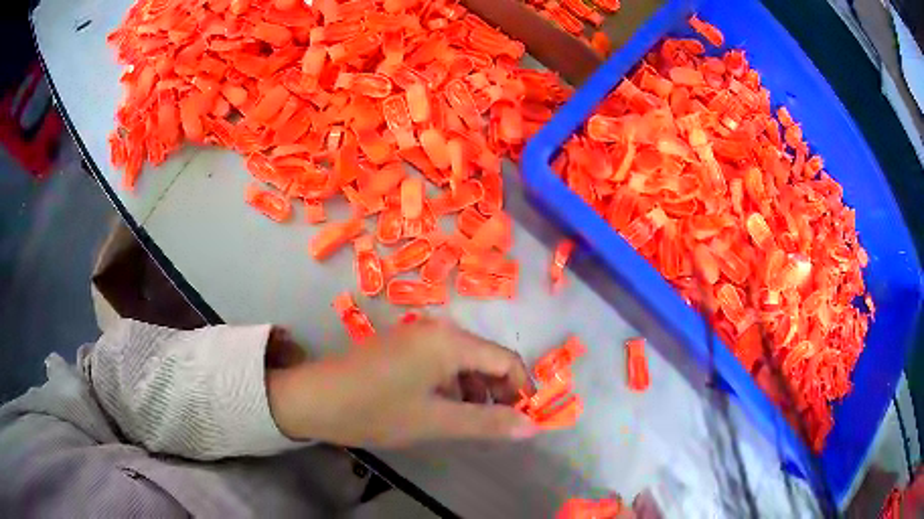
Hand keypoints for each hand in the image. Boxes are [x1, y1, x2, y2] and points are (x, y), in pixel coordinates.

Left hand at [267, 317, 537, 446]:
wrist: (314, 399)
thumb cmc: (376, 410)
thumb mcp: (436, 422)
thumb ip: (487, 423)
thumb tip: (533, 427)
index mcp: (450, 341)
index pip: (506, 360)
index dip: (522, 390)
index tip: (525, 420)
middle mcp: (438, 329)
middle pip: (486, 358)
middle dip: (499, 392)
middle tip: (500, 426)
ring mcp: (418, 335)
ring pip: (464, 361)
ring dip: (476, 390)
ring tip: (473, 422)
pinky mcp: (403, 345)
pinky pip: (442, 362)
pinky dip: (453, 385)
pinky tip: (445, 409)